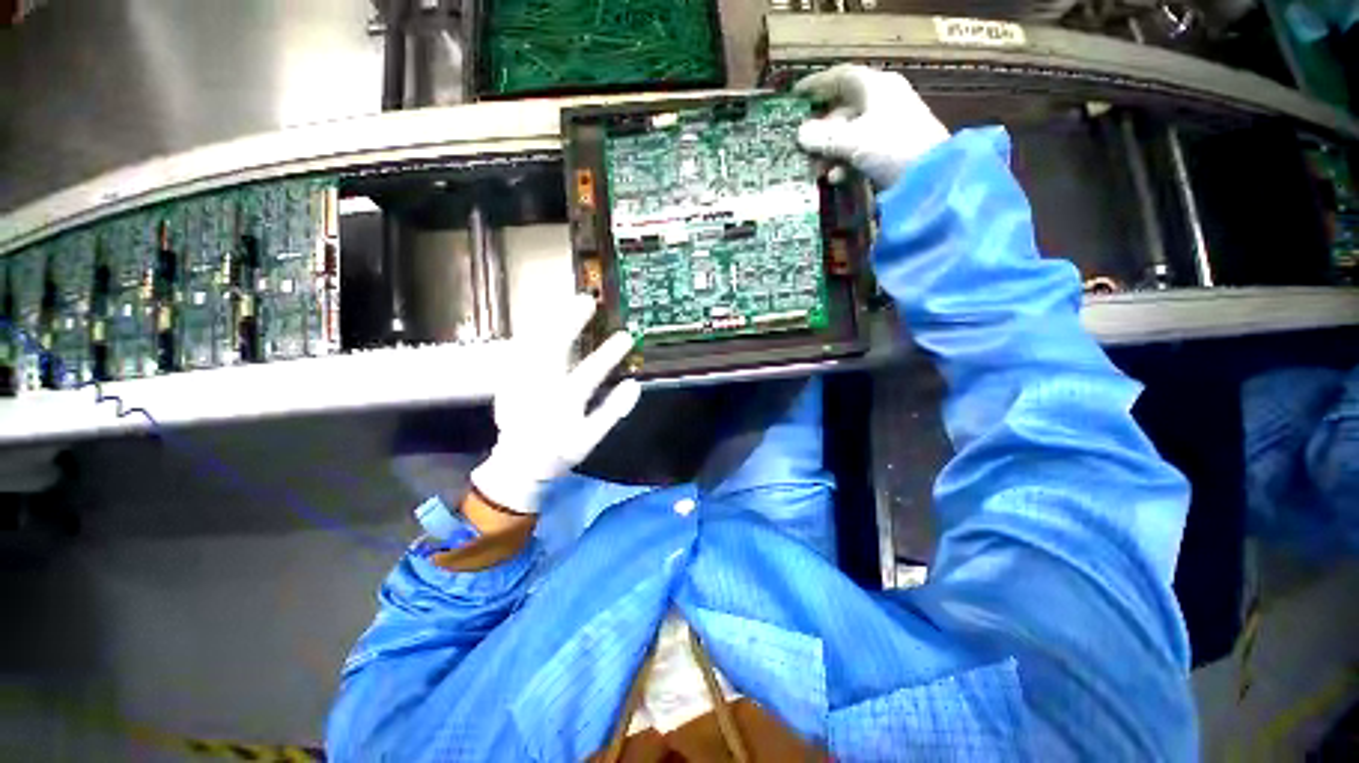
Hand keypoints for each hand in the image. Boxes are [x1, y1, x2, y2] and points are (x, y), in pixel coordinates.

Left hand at [471, 294, 640, 513]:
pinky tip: (543, 320)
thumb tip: (634, 385)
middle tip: (587, 301)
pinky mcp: (507, 379)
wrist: (516, 464)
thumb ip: (612, 412)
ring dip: (550, 320)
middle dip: (570, 321)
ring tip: (567, 303)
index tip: (626, 336)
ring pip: (533, 343)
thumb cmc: (557, 452)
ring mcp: (520, 382)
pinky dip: (532, 331)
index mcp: (564, 403)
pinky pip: (518, 348)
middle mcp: (540, 388)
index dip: (610, 354)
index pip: (591, 373)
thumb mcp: (589, 439)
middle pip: (554, 348)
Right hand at [795, 64, 949, 188]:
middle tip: (802, 147)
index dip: (817, 85)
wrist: (930, 175)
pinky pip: (860, 149)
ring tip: (818, 171)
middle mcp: (882, 100)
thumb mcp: (853, 141)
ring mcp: (888, 125)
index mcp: (876, 86)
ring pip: (849, 133)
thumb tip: (800, 133)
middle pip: (842, 110)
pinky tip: (836, 177)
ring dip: (830, 152)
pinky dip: (845, 162)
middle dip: (821, 131)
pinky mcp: (890, 148)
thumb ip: (824, 137)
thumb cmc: (891, 146)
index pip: (841, 77)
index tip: (795, 96)